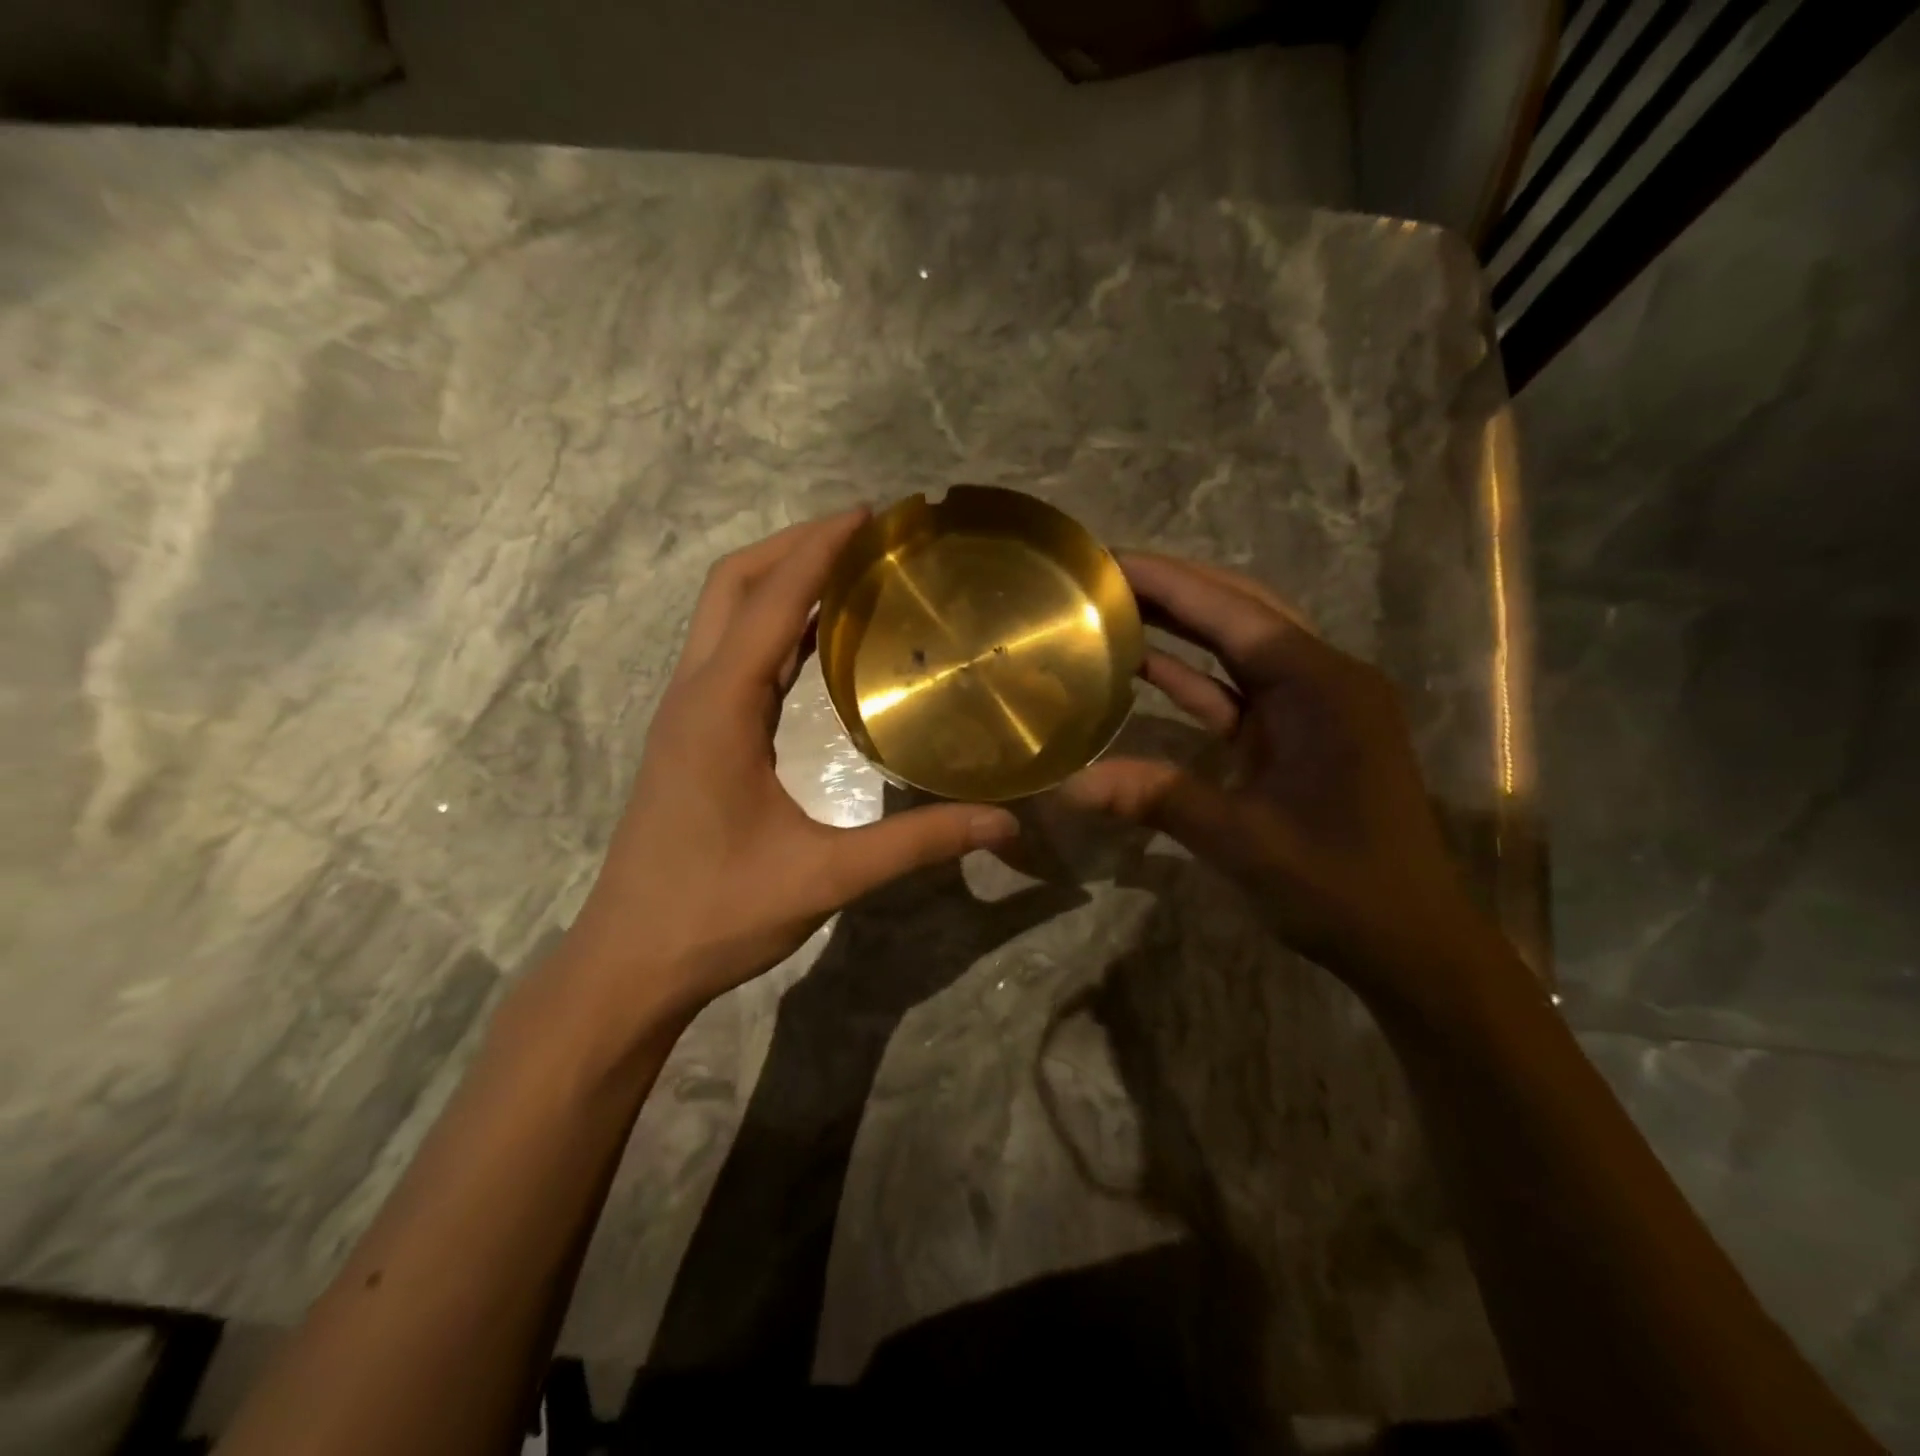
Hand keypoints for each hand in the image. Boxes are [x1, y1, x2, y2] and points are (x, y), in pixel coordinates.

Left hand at [563, 509, 1020, 1026]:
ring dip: (778, 579)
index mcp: (718, 710)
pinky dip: (770, 624)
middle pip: (731, 584)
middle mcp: (693, 694)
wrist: (632, 961)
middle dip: (794, 545)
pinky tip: (814, 638)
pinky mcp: (688, 734)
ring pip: (723, 613)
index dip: (819, 549)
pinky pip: (728, 652)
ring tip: (849, 570)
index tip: (871, 515)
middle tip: (864, 534)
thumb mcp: (825, 879)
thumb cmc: (718, 915)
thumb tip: (1002, 821)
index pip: (768, 602)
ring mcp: (684, 712)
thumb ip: (916, 843)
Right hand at [1056, 552, 1498, 1017]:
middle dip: (1173, 590)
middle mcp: (1322, 680)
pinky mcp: (1298, 736)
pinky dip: (1193, 677)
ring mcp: (1312, 708)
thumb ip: (1158, 799)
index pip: (1233, 612)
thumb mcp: (1244, 841)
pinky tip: (1142, 668)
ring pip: (1237, 648)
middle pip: (1239, 613)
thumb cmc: (1341, 886)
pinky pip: (1238, 691)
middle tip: (1103, 577)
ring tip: (1113, 607)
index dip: (1168, 582)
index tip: (1107, 560)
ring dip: (1180, 627)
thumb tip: (1070, 785)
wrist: (1411, 943)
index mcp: (1321, 687)